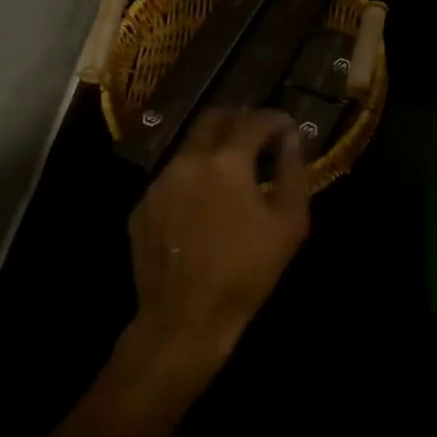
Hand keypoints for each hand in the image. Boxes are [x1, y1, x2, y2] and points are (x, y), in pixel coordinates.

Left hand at [126, 109, 311, 370]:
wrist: (185, 318)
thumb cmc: (246, 271)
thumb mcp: (289, 224)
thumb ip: (293, 172)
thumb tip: (292, 139)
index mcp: (226, 161)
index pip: (254, 121)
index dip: (275, 119)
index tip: (288, 128)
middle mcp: (187, 161)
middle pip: (213, 119)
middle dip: (240, 120)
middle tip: (259, 136)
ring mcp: (159, 183)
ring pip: (189, 148)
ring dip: (214, 150)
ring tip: (234, 174)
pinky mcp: (142, 206)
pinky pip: (173, 178)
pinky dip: (193, 178)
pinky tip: (205, 204)